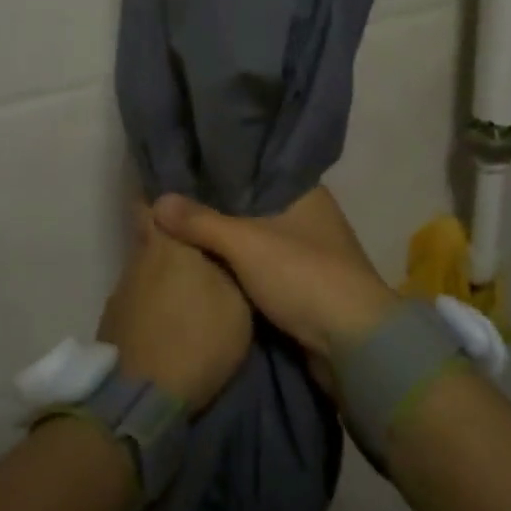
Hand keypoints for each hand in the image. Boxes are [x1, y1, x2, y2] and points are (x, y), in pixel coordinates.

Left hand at [95, 210, 252, 412]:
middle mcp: (137, 258)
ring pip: (146, 271)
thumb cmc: (198, 336)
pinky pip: (139, 302)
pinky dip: (153, 306)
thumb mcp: (236, 299)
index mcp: (166, 241)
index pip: (154, 202)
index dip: (168, 201)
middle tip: (201, 251)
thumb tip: (218, 242)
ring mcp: (120, 293)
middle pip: (152, 236)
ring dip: (163, 277)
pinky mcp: (112, 324)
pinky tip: (169, 322)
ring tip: (189, 293)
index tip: (185, 201)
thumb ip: (228, 263)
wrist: (143, 396)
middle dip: (172, 240)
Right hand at [152, 188, 399, 369]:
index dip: (223, 167)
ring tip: (182, 228)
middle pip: (254, 204)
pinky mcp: (305, 286)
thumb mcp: (245, 243)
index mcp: (306, 192)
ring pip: (258, 238)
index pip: (257, 168)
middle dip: (219, 205)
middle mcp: (310, 216)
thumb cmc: (304, 276)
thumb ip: (201, 221)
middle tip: (173, 199)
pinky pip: (262, 267)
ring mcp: (310, 253)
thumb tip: (157, 201)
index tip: (186, 165)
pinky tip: (208, 264)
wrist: (353, 344)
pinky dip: (239, 266)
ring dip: (228, 239)